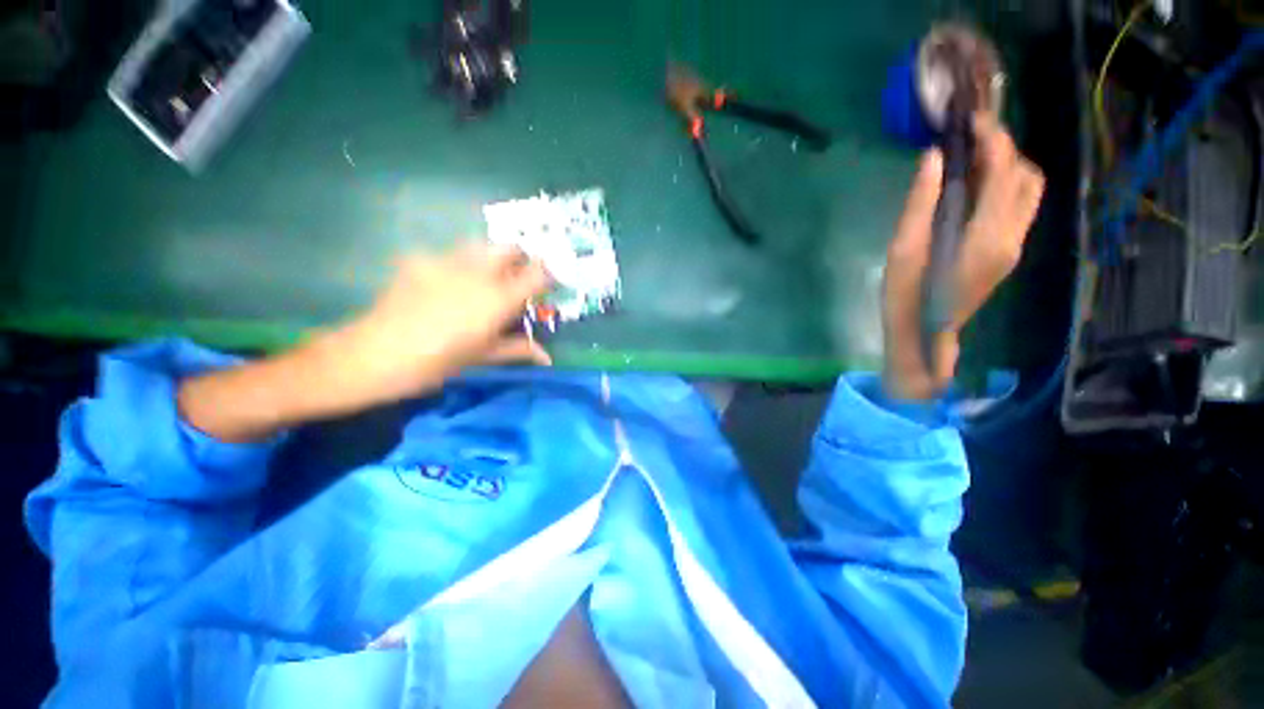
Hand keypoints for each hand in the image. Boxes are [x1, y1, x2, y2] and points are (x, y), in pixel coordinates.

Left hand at [178, 244, 550, 441]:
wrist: (373, 355)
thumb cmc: (437, 362)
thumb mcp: (483, 357)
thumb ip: (519, 349)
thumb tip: (547, 358)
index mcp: (498, 298)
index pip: (538, 273)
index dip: (549, 275)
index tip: (550, 285)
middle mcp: (477, 272)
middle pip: (510, 247)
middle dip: (520, 258)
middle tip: (518, 280)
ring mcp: (445, 261)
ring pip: (480, 245)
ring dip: (491, 258)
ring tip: (484, 281)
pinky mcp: (419, 260)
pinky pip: (448, 255)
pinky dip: (457, 266)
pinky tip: (445, 287)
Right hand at [883, 115, 1044, 399]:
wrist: (923, 334)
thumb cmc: (905, 294)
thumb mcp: (903, 249)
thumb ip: (921, 202)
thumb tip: (934, 156)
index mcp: (985, 237)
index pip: (1004, 173)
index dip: (993, 140)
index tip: (972, 119)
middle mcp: (1011, 238)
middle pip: (1027, 177)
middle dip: (1004, 149)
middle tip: (971, 137)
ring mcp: (1014, 247)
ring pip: (1030, 192)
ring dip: (1009, 167)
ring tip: (974, 158)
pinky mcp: (1008, 253)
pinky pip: (1019, 208)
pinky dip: (1005, 186)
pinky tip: (975, 186)